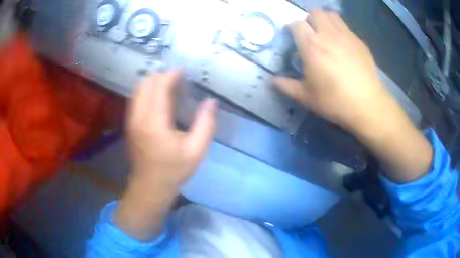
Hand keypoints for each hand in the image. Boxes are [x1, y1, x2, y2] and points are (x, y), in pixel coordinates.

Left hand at [116, 71, 216, 240]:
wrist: (150, 186)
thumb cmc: (173, 170)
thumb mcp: (196, 151)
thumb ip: (206, 124)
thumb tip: (211, 101)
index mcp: (154, 122)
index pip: (159, 86)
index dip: (171, 75)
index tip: (183, 71)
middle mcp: (138, 116)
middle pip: (146, 83)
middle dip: (162, 76)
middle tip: (178, 80)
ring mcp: (131, 119)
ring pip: (138, 89)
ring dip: (153, 82)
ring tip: (169, 86)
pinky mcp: (130, 123)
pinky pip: (136, 98)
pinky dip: (147, 91)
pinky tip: (159, 98)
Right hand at [274, 9, 390, 130]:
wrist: (367, 105)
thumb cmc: (334, 101)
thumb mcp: (306, 97)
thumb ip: (286, 86)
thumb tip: (271, 81)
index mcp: (311, 46)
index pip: (296, 24)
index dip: (292, 28)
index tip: (293, 37)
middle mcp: (327, 34)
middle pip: (314, 12)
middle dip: (309, 19)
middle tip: (310, 34)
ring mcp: (346, 35)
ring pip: (331, 15)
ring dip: (324, 20)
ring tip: (325, 34)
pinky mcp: (359, 41)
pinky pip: (345, 26)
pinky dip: (339, 29)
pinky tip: (342, 45)